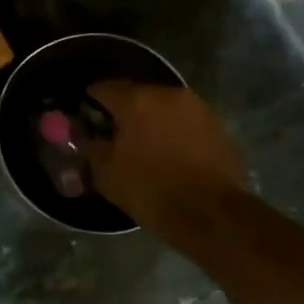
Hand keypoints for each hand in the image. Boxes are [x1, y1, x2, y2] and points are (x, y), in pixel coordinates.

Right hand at [85, 81, 247, 220]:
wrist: (212, 214)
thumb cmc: (151, 190)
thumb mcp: (106, 174)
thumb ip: (90, 148)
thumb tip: (85, 137)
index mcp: (136, 100)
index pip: (103, 88)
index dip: (91, 102)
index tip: (86, 118)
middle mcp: (168, 94)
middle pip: (136, 94)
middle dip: (124, 110)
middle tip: (115, 134)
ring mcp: (197, 108)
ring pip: (164, 107)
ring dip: (152, 120)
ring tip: (145, 145)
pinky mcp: (218, 126)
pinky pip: (186, 122)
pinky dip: (175, 131)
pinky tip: (171, 154)